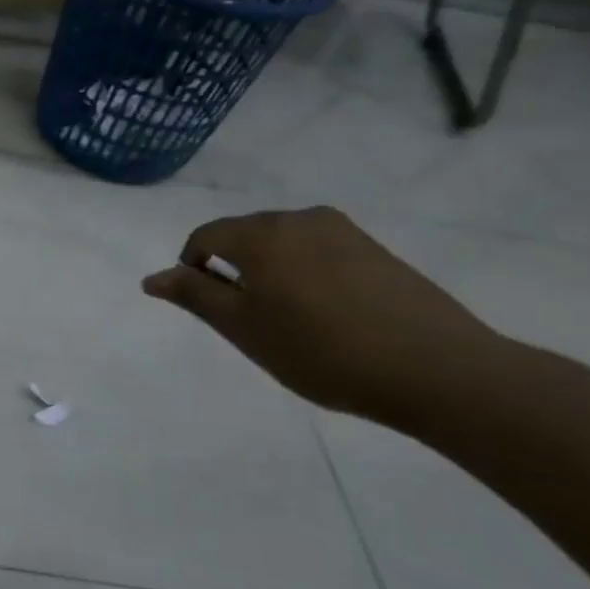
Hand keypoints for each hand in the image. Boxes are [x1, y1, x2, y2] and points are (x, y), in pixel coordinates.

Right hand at [141, 206, 499, 426]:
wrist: (438, 369)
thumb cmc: (321, 350)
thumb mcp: (243, 328)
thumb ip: (194, 296)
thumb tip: (152, 277)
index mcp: (261, 233)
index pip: (205, 235)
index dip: (192, 268)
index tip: (208, 307)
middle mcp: (299, 219)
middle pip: (244, 234)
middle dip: (232, 267)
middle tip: (244, 318)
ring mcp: (344, 231)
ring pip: (283, 243)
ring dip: (269, 271)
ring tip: (286, 318)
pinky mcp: (376, 249)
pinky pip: (318, 251)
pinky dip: (304, 274)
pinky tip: (325, 314)